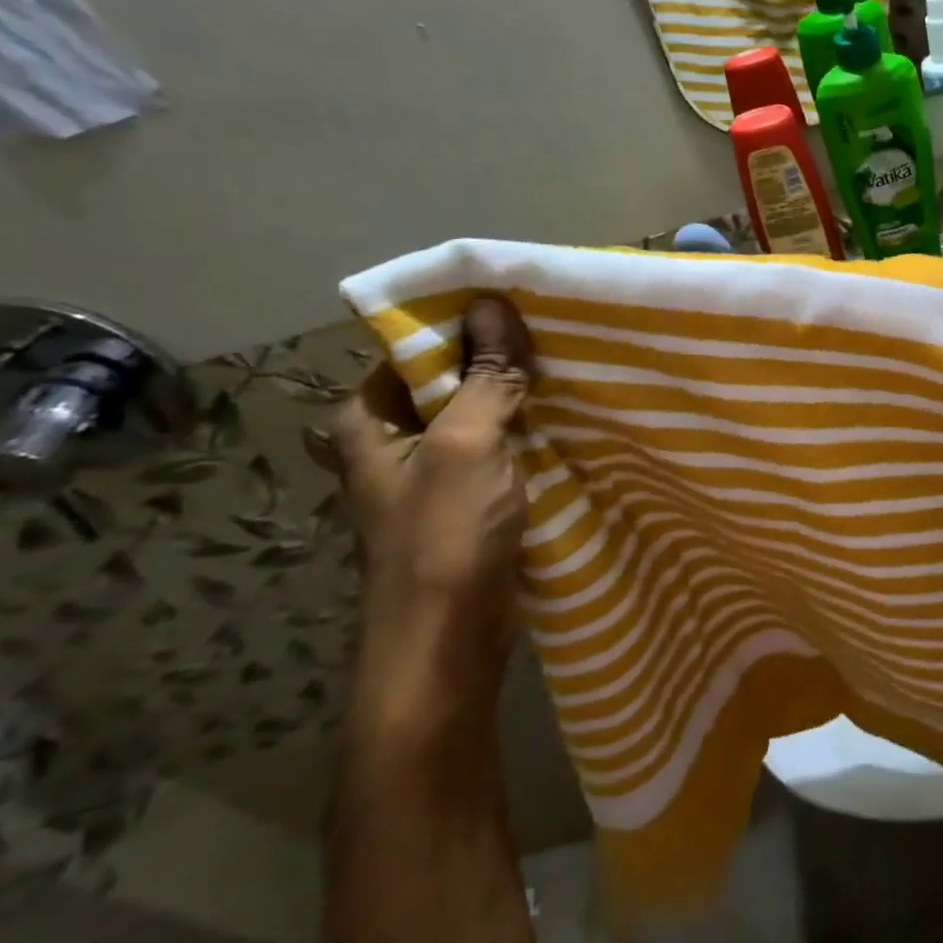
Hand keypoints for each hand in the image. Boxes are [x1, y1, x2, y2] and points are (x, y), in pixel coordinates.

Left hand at [312, 296, 534, 735]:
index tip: (520, 299)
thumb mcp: (465, 444)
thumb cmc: (443, 537)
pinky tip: (571, 412)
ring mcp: (437, 471)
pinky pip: (503, 447)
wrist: (448, 642)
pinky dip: (531, 430)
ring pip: (483, 414)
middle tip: (558, 326)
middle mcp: (396, 439)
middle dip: (501, 356)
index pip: (415, 346)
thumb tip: (493, 305)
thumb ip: (485, 377)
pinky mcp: (473, 498)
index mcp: (368, 418)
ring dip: (521, 394)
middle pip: (452, 378)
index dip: (465, 321)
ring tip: (574, 360)